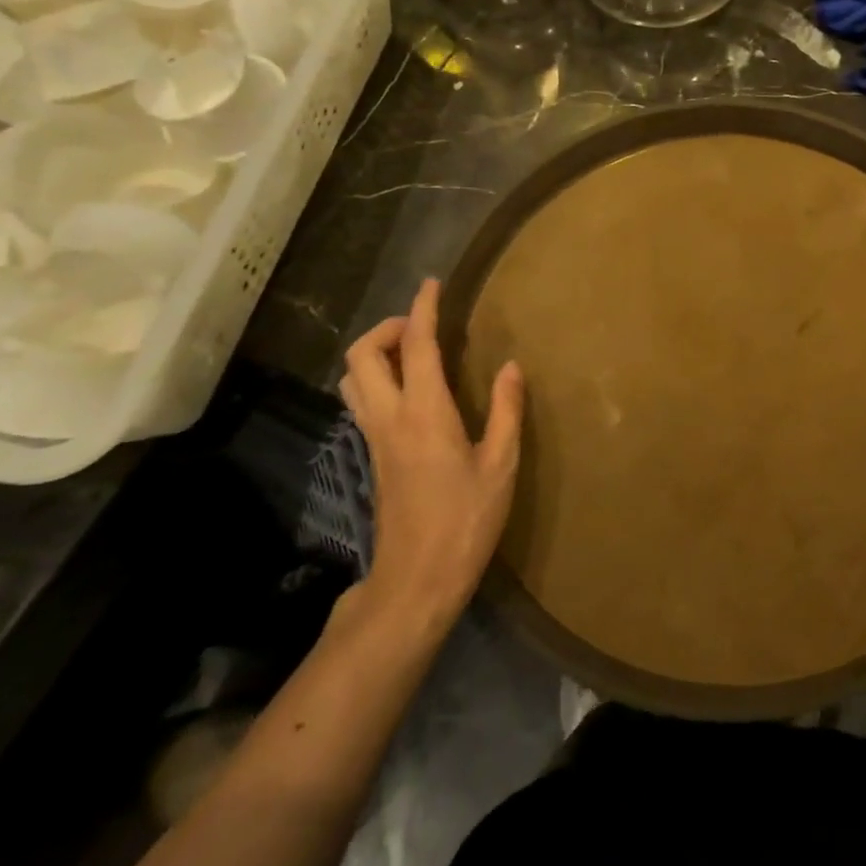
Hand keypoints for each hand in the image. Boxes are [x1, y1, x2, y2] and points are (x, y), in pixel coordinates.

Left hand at [339, 278, 523, 623]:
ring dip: (377, 353)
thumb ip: (507, 411)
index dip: (424, 309)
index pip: (417, 346)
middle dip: (389, 327)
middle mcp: (390, 417)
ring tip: (415, 353)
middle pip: (363, 355)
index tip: (434, 284)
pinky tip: (413, 391)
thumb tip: (511, 367)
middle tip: (423, 326)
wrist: (416, 582)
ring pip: (354, 378)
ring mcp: (376, 438)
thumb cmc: (465, 522)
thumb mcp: (501, 466)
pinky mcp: (375, 457)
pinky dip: (379, 378)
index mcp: (425, 413)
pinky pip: (364, 400)